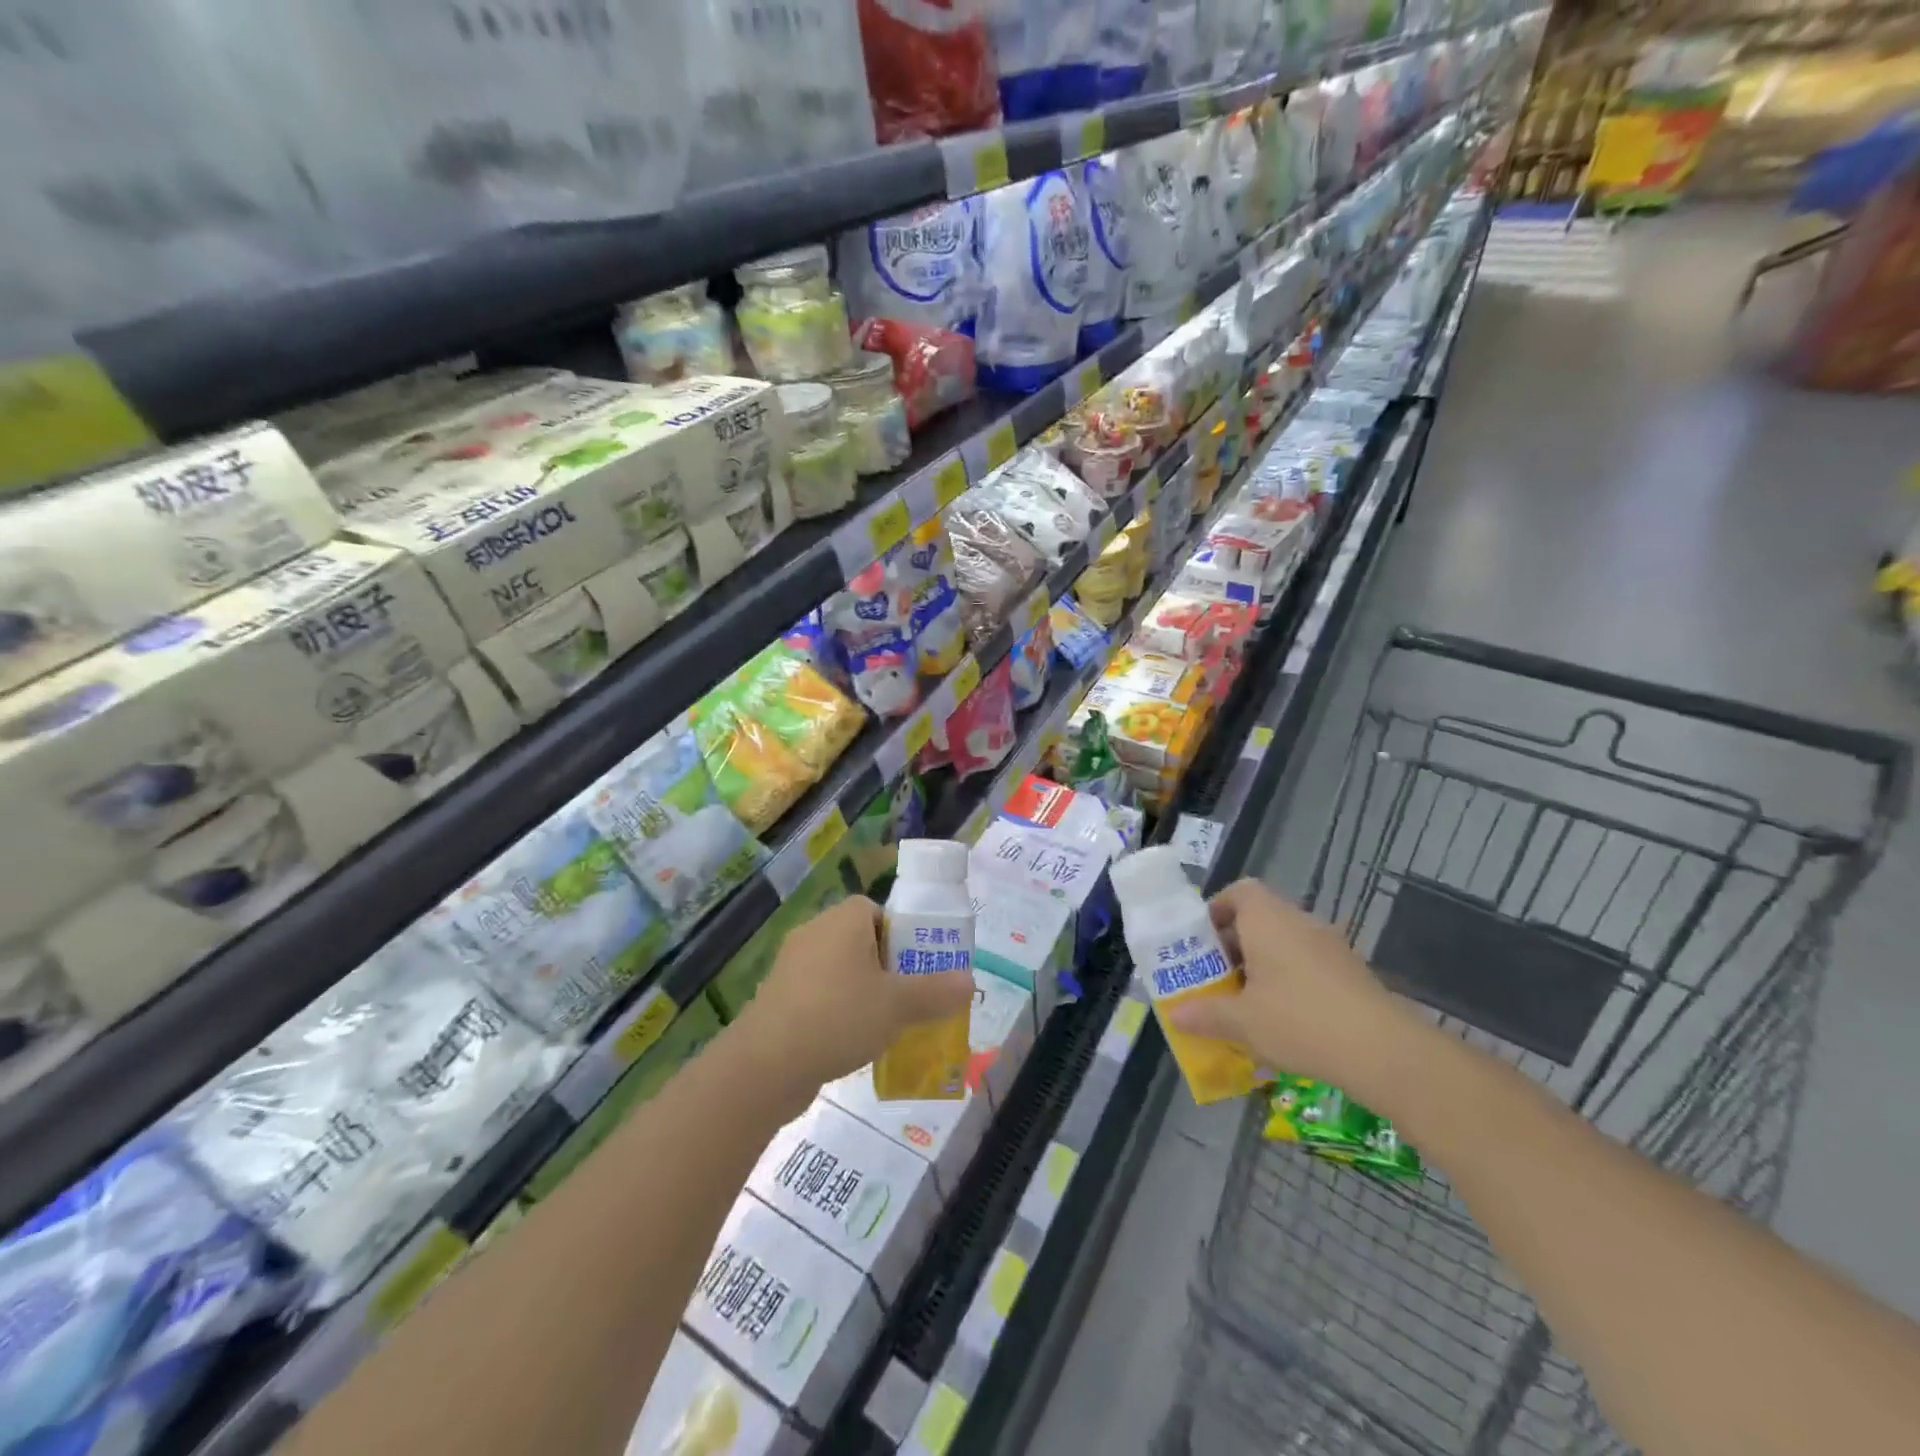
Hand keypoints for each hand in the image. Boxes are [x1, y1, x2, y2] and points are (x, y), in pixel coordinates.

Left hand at [737, 896, 975, 1106]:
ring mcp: (791, 966)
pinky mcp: (777, 998)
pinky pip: (818, 996)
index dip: (903, 935)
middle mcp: (815, 932)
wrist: (765, 1065)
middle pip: (862, 941)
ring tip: (885, 1026)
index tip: (919, 968)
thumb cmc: (839, 1017)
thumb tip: (969, 982)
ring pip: (840, 971)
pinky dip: (836, 1012)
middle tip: (909, 999)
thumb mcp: (899, 1006)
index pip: (878, 911)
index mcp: (843, 919)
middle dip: (887, 969)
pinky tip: (850, 1044)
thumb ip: (937, 992)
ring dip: (862, 993)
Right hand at [1164, 879, 1420, 1103]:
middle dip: (1234, 945)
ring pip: (1285, 943)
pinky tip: (1284, 1019)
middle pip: (1260, 918)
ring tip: (1246, 1002)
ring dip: (1262, 965)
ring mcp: (1332, 946)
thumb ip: (1206, 1014)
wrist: (1384, 1052)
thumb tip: (1175, 1015)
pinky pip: (1309, 965)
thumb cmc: (1299, 1021)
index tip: (1201, 941)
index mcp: (1268, 919)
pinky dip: (1291, 981)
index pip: (1240, 891)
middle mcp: (1300, 922)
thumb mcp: (1243, 1022)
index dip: (1217, 909)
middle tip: (1215, 977)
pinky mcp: (1352, 973)